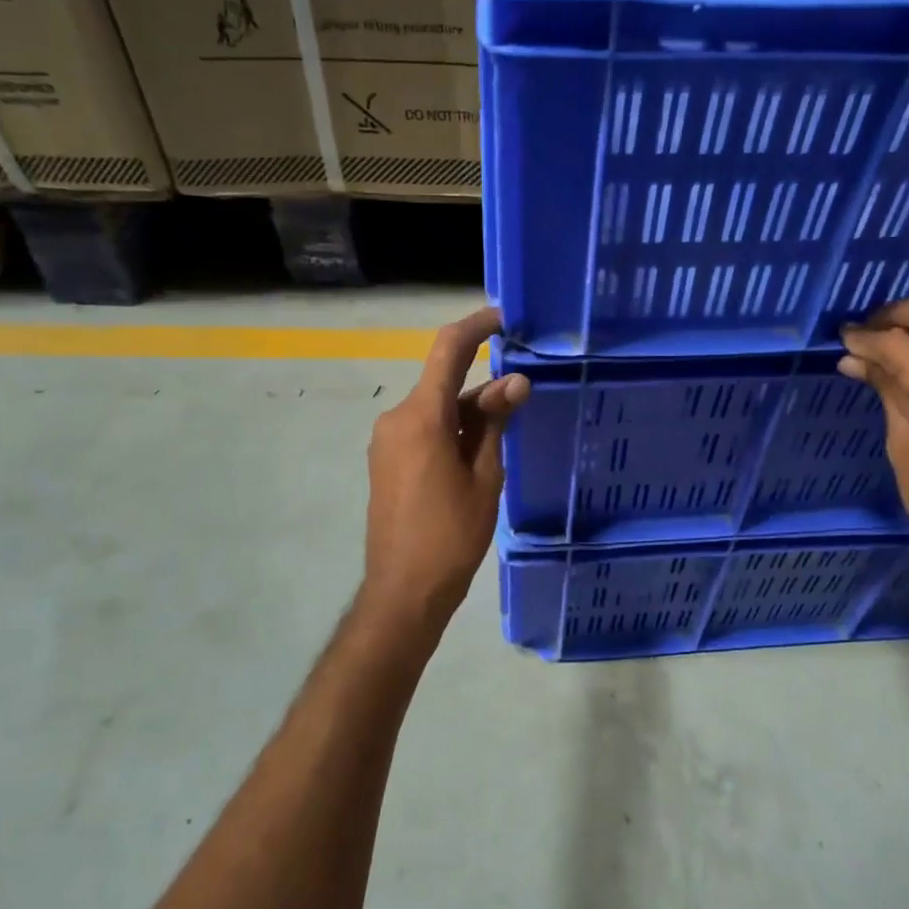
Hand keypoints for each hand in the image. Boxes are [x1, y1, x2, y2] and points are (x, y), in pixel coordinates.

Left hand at [361, 307, 528, 633]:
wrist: (404, 590)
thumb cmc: (452, 535)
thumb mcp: (484, 476)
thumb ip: (494, 423)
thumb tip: (514, 382)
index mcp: (421, 417)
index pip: (448, 351)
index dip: (476, 327)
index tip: (504, 317)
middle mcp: (397, 418)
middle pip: (444, 384)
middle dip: (483, 387)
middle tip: (523, 400)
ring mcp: (386, 440)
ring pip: (435, 409)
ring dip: (468, 414)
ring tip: (504, 437)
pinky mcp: (386, 460)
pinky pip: (422, 430)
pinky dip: (451, 430)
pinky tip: (476, 455)